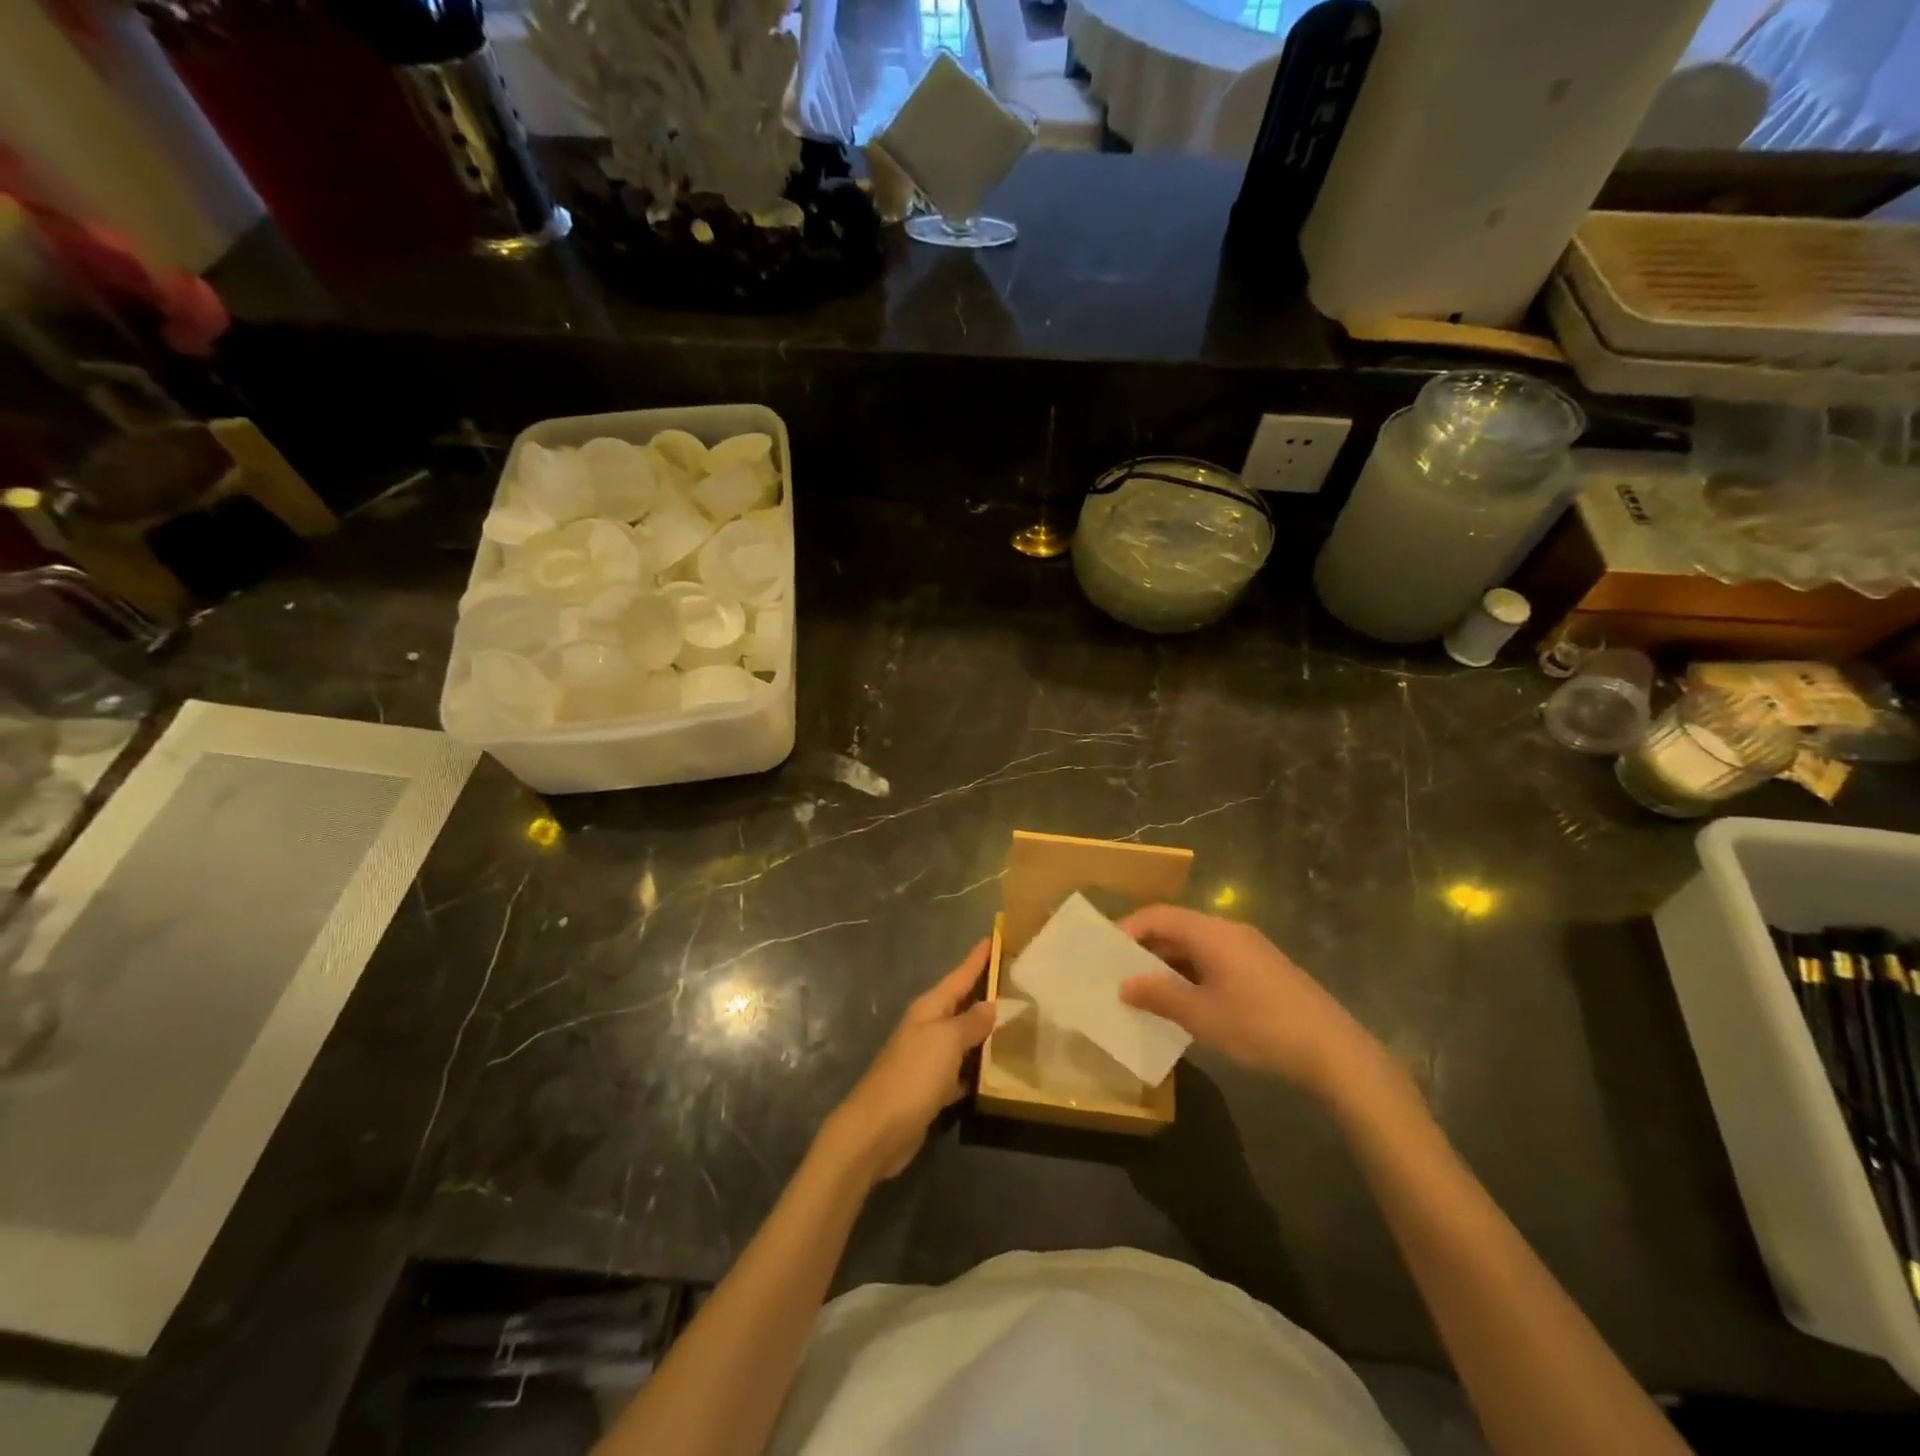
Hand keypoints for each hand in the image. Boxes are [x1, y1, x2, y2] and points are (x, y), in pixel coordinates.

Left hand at [819, 939, 996, 1182]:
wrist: (877, 1130)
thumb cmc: (913, 1075)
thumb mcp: (946, 1041)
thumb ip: (970, 1022)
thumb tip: (989, 1005)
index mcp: (929, 1009)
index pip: (959, 976)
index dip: (977, 959)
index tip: (994, 937)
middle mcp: (927, 1028)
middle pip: (960, 1004)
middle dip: (984, 992)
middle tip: (1015, 981)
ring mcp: (927, 1059)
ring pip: (962, 1038)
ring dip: (983, 1031)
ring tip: (1014, 1023)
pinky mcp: (930, 1089)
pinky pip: (959, 1069)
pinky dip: (975, 1068)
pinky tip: (994, 1071)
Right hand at [1117, 905, 1387, 1098]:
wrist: (1332, 1050)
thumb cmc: (1259, 1026)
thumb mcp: (1201, 1016)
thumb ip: (1159, 996)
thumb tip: (1125, 984)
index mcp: (1211, 933)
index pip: (1158, 915)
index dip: (1128, 928)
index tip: (1104, 951)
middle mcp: (1228, 931)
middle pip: (1177, 927)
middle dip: (1145, 948)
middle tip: (1118, 972)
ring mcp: (1249, 949)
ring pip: (1196, 946)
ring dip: (1168, 963)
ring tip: (1145, 990)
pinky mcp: (1262, 969)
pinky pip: (1214, 960)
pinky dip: (1191, 973)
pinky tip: (1184, 1002)